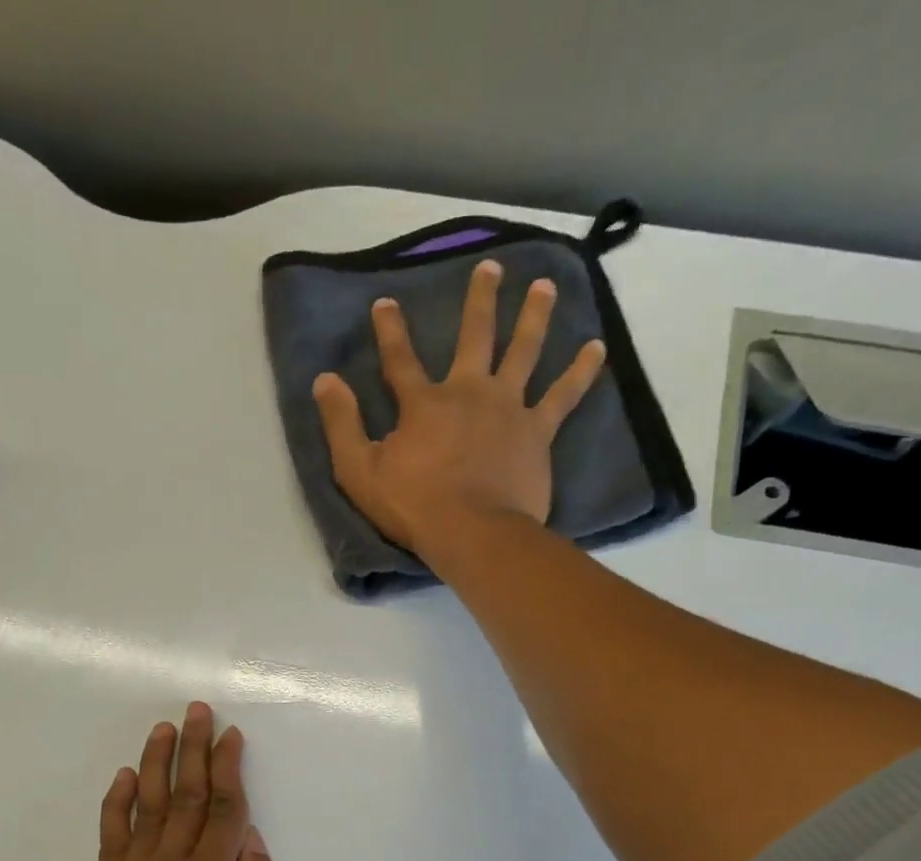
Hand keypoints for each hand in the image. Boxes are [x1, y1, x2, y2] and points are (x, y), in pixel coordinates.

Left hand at [80, 703, 297, 860]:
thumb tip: (254, 841)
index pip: (227, 808)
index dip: (231, 767)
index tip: (232, 734)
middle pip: (187, 794)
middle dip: (194, 748)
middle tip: (197, 710)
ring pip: (145, 806)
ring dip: (155, 763)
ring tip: (162, 729)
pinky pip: (109, 837)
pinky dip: (115, 803)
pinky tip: (121, 777)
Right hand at [312, 259, 607, 565]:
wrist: (472, 533)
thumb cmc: (412, 507)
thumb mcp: (359, 471)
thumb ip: (341, 424)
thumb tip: (324, 380)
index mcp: (424, 403)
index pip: (400, 358)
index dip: (390, 330)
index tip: (385, 302)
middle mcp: (469, 393)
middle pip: (476, 336)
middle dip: (480, 300)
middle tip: (491, 268)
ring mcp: (508, 409)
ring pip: (524, 351)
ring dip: (534, 316)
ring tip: (545, 286)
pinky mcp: (537, 432)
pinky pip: (563, 395)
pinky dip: (580, 371)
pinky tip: (596, 347)